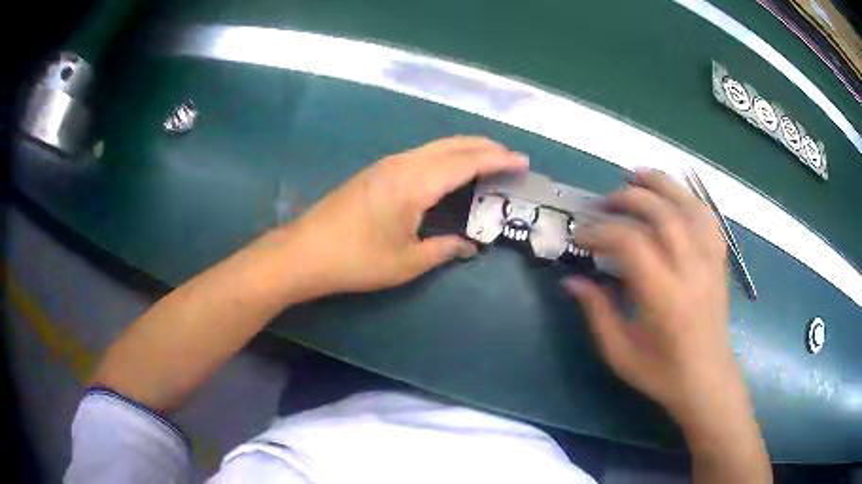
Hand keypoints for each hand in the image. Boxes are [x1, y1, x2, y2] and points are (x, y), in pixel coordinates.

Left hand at [285, 136, 527, 295]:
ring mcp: (387, 163)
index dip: (497, 160)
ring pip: (436, 146)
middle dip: (486, 147)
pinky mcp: (377, 170)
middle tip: (510, 158)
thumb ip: (444, 249)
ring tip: (488, 160)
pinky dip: (446, 156)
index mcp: (415, 182)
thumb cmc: (357, 260)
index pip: (466, 162)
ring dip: (465, 149)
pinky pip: (422, 154)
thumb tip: (468, 245)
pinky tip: (450, 169)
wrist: (305, 251)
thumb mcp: (406, 262)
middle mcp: (404, 163)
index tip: (522, 162)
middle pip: (453, 145)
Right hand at [563, 169, 741, 424]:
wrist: (707, 380)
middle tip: (603, 204)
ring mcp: (710, 262)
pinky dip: (688, 198)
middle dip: (627, 200)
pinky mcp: (720, 261)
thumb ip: (596, 312)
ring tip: (636, 176)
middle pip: (661, 214)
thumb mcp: (620, 352)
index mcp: (664, 297)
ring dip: (660, 185)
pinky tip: (673, 195)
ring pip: (688, 206)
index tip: (580, 237)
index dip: (600, 232)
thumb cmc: (662, 373)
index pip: (631, 243)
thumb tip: (572, 279)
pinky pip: (707, 217)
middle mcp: (691, 270)